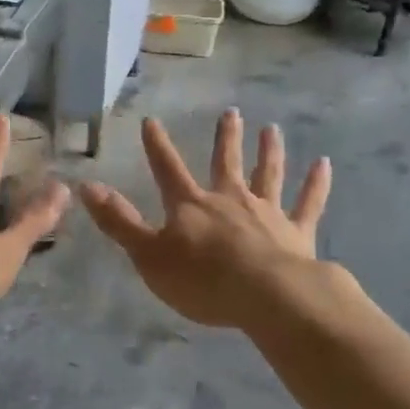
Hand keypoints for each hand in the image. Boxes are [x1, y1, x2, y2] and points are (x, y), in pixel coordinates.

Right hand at [78, 111, 332, 329]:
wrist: (267, 297)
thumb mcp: (149, 255)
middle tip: (231, 112)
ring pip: (268, 174)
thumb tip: (85, 186)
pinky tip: (324, 164)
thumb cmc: (202, 280)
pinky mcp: (297, 232)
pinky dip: (316, 183)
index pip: (168, 168)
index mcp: (192, 205)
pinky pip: (308, 203)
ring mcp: (267, 213)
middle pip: (226, 162)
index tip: (152, 120)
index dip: (157, 145)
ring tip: (272, 129)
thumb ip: (119, 222)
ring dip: (269, 151)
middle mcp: (230, 199)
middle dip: (225, 138)